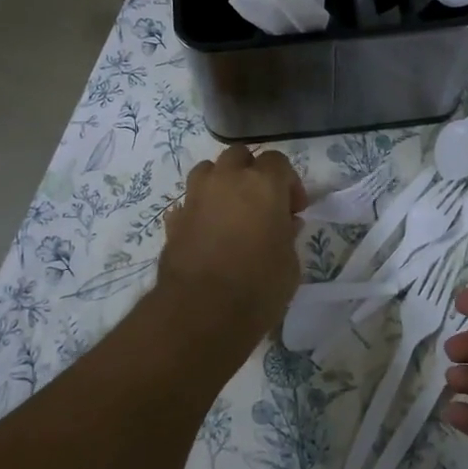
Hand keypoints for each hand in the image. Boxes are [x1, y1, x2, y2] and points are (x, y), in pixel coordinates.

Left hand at [158, 145, 305, 338]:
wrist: (201, 312)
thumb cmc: (259, 287)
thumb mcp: (290, 263)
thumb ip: (287, 235)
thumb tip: (284, 224)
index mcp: (262, 184)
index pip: (278, 161)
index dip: (289, 183)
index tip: (294, 210)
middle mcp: (226, 180)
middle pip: (238, 156)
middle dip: (251, 172)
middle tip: (262, 203)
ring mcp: (195, 197)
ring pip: (208, 171)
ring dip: (221, 183)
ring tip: (231, 212)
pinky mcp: (174, 221)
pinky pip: (189, 203)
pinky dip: (200, 210)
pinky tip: (207, 233)